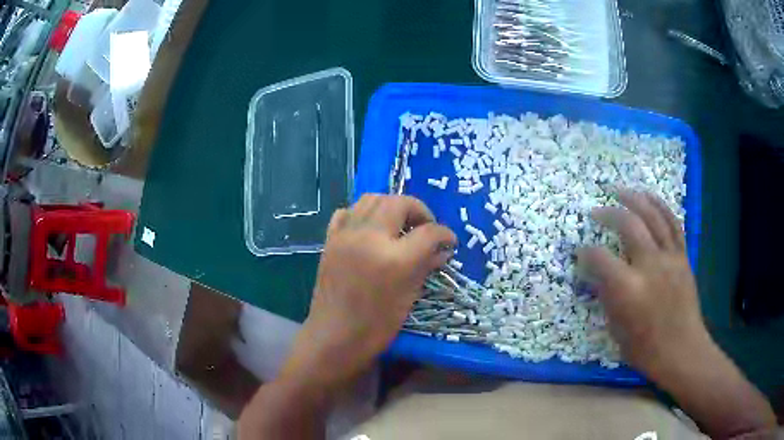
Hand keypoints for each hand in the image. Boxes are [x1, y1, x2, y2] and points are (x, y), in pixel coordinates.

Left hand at [280, 194, 456, 392]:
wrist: (334, 337)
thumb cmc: (377, 326)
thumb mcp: (409, 297)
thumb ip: (425, 266)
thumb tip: (441, 251)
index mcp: (395, 259)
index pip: (428, 231)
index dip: (444, 234)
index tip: (449, 241)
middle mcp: (370, 238)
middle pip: (399, 203)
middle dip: (419, 210)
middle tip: (425, 227)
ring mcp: (346, 235)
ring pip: (372, 198)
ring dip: (391, 205)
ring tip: (399, 224)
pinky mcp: (330, 240)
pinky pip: (347, 212)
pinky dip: (362, 213)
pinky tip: (370, 229)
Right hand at [577, 189, 708, 380]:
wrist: (682, 350)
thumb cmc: (645, 348)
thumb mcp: (616, 329)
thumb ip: (606, 296)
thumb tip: (596, 274)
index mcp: (629, 289)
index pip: (600, 259)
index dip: (586, 253)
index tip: (579, 252)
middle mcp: (650, 265)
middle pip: (628, 224)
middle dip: (608, 213)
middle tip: (595, 211)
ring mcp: (670, 257)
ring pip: (652, 216)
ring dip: (633, 198)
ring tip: (619, 191)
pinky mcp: (683, 256)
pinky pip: (672, 223)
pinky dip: (659, 206)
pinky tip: (648, 197)